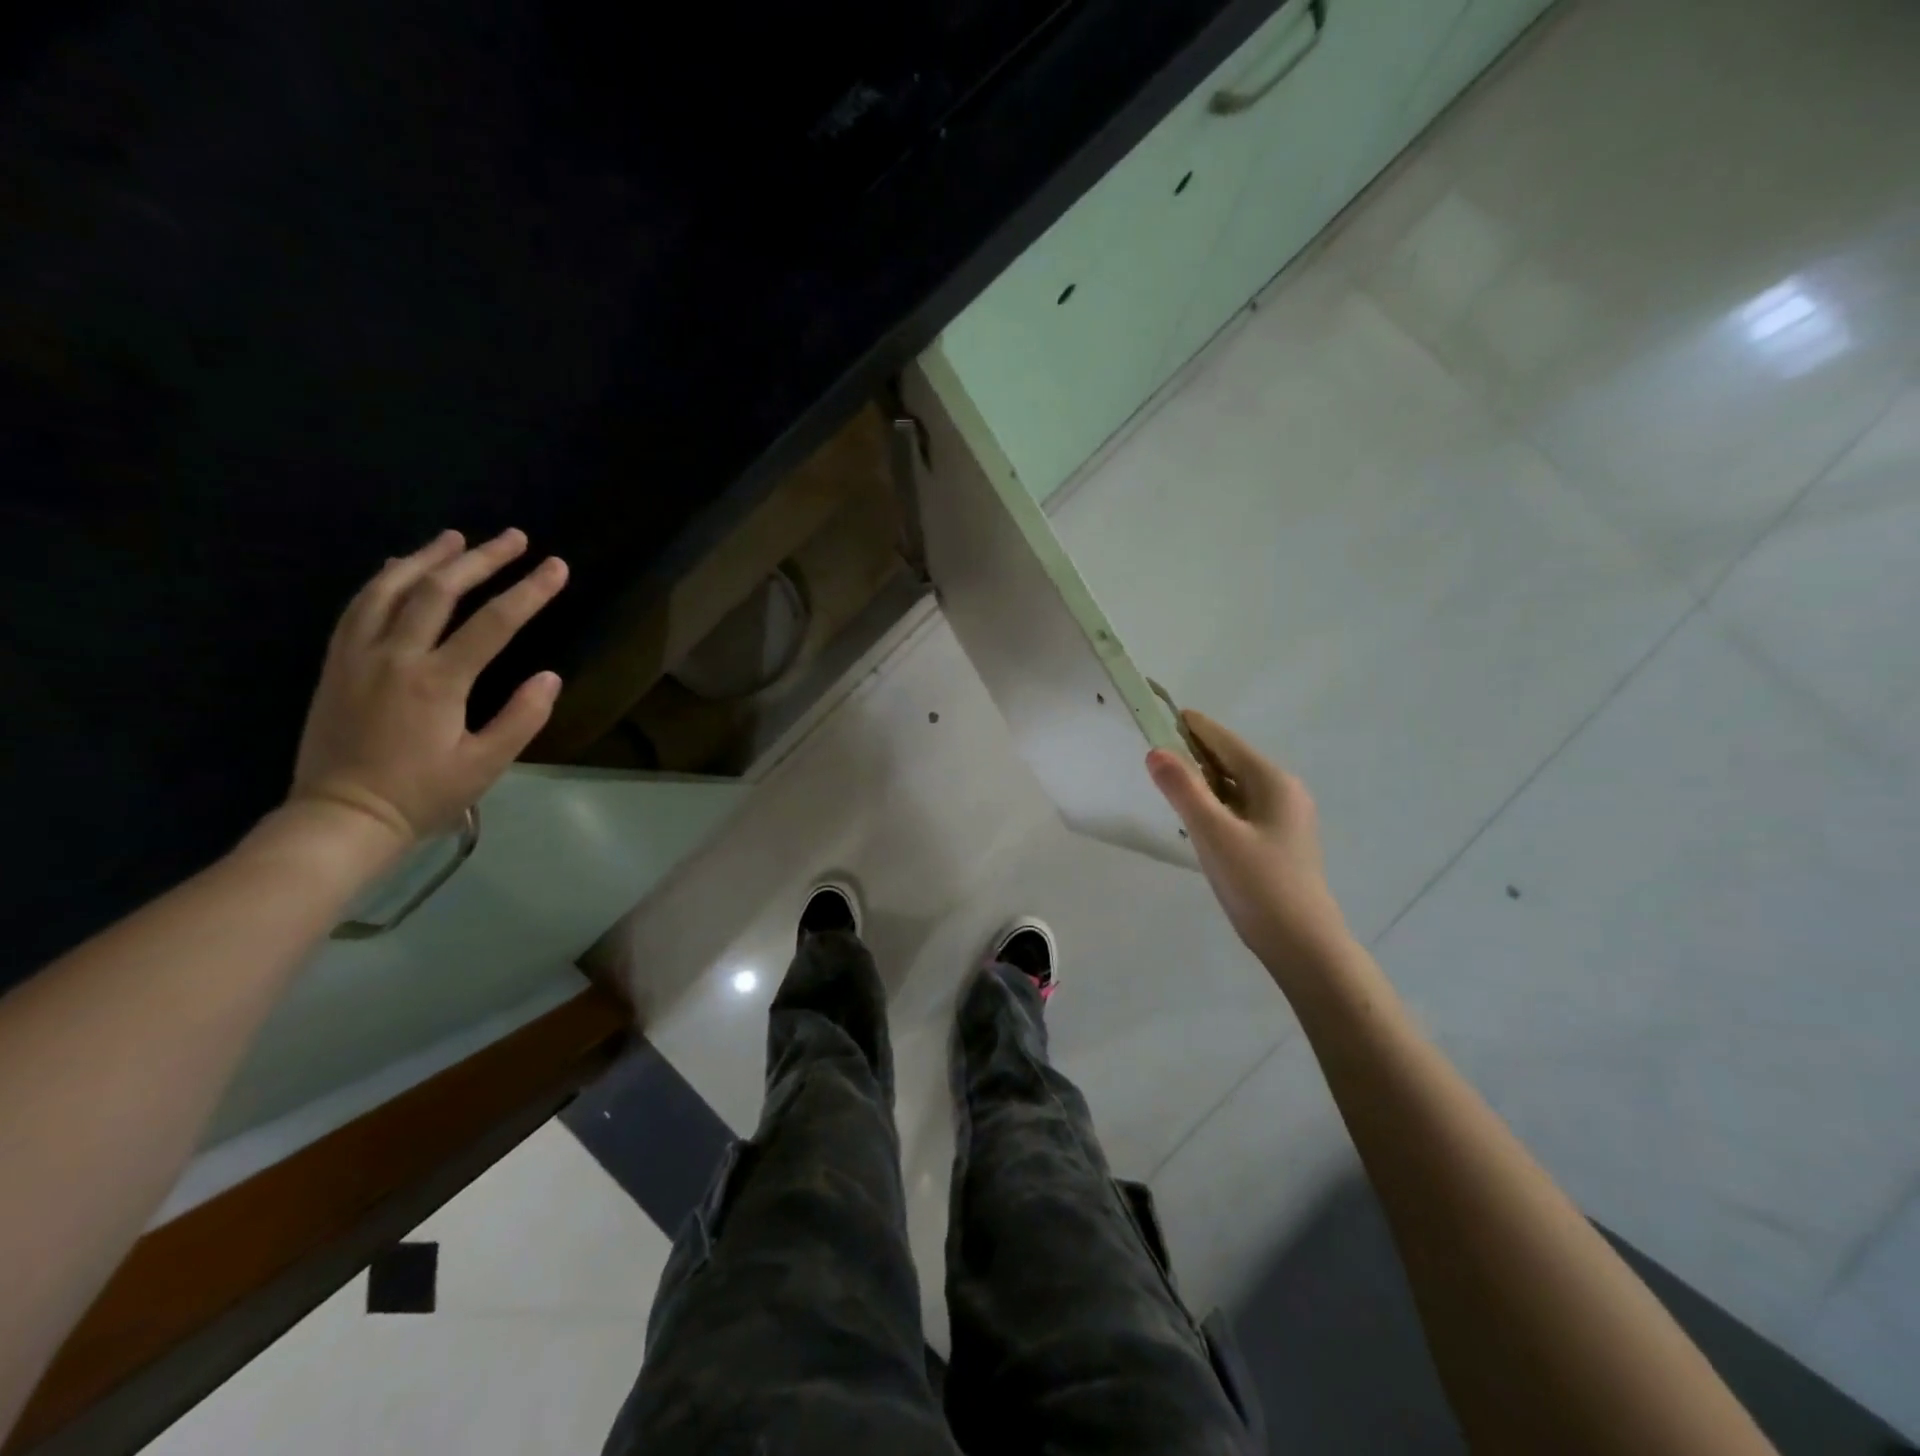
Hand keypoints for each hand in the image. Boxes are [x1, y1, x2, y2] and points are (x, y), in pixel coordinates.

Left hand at [289, 529, 568, 846]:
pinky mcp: (337, 664)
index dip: (530, 591)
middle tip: (514, 538)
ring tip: (457, 538)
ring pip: (391, 588)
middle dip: (482, 559)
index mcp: (437, 681)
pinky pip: (359, 607)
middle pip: (440, 591)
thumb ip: (521, 718)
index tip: (557, 567)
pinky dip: (384, 580)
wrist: (341, 817)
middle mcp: (395, 655)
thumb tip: (550, 677)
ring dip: (428, 558)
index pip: (494, 623)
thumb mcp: (485, 766)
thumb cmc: (422, 795)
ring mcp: (359, 655)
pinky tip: (398, 567)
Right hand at [1147, 711, 1351, 986]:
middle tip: (1155, 748)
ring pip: (1235, 785)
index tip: (1163, 713)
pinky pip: (1240, 807)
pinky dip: (1216, 801)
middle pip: (1231, 761)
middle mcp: (1283, 791)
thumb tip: (1155, 750)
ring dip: (1204, 778)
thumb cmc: (1258, 884)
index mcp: (1272, 781)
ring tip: (1168, 777)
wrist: (1302, 944)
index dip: (1194, 727)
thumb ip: (1183, 790)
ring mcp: (1284, 817)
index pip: (1226, 742)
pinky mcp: (1278, 840)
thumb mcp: (1213, 834)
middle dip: (1195, 752)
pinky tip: (1196, 814)